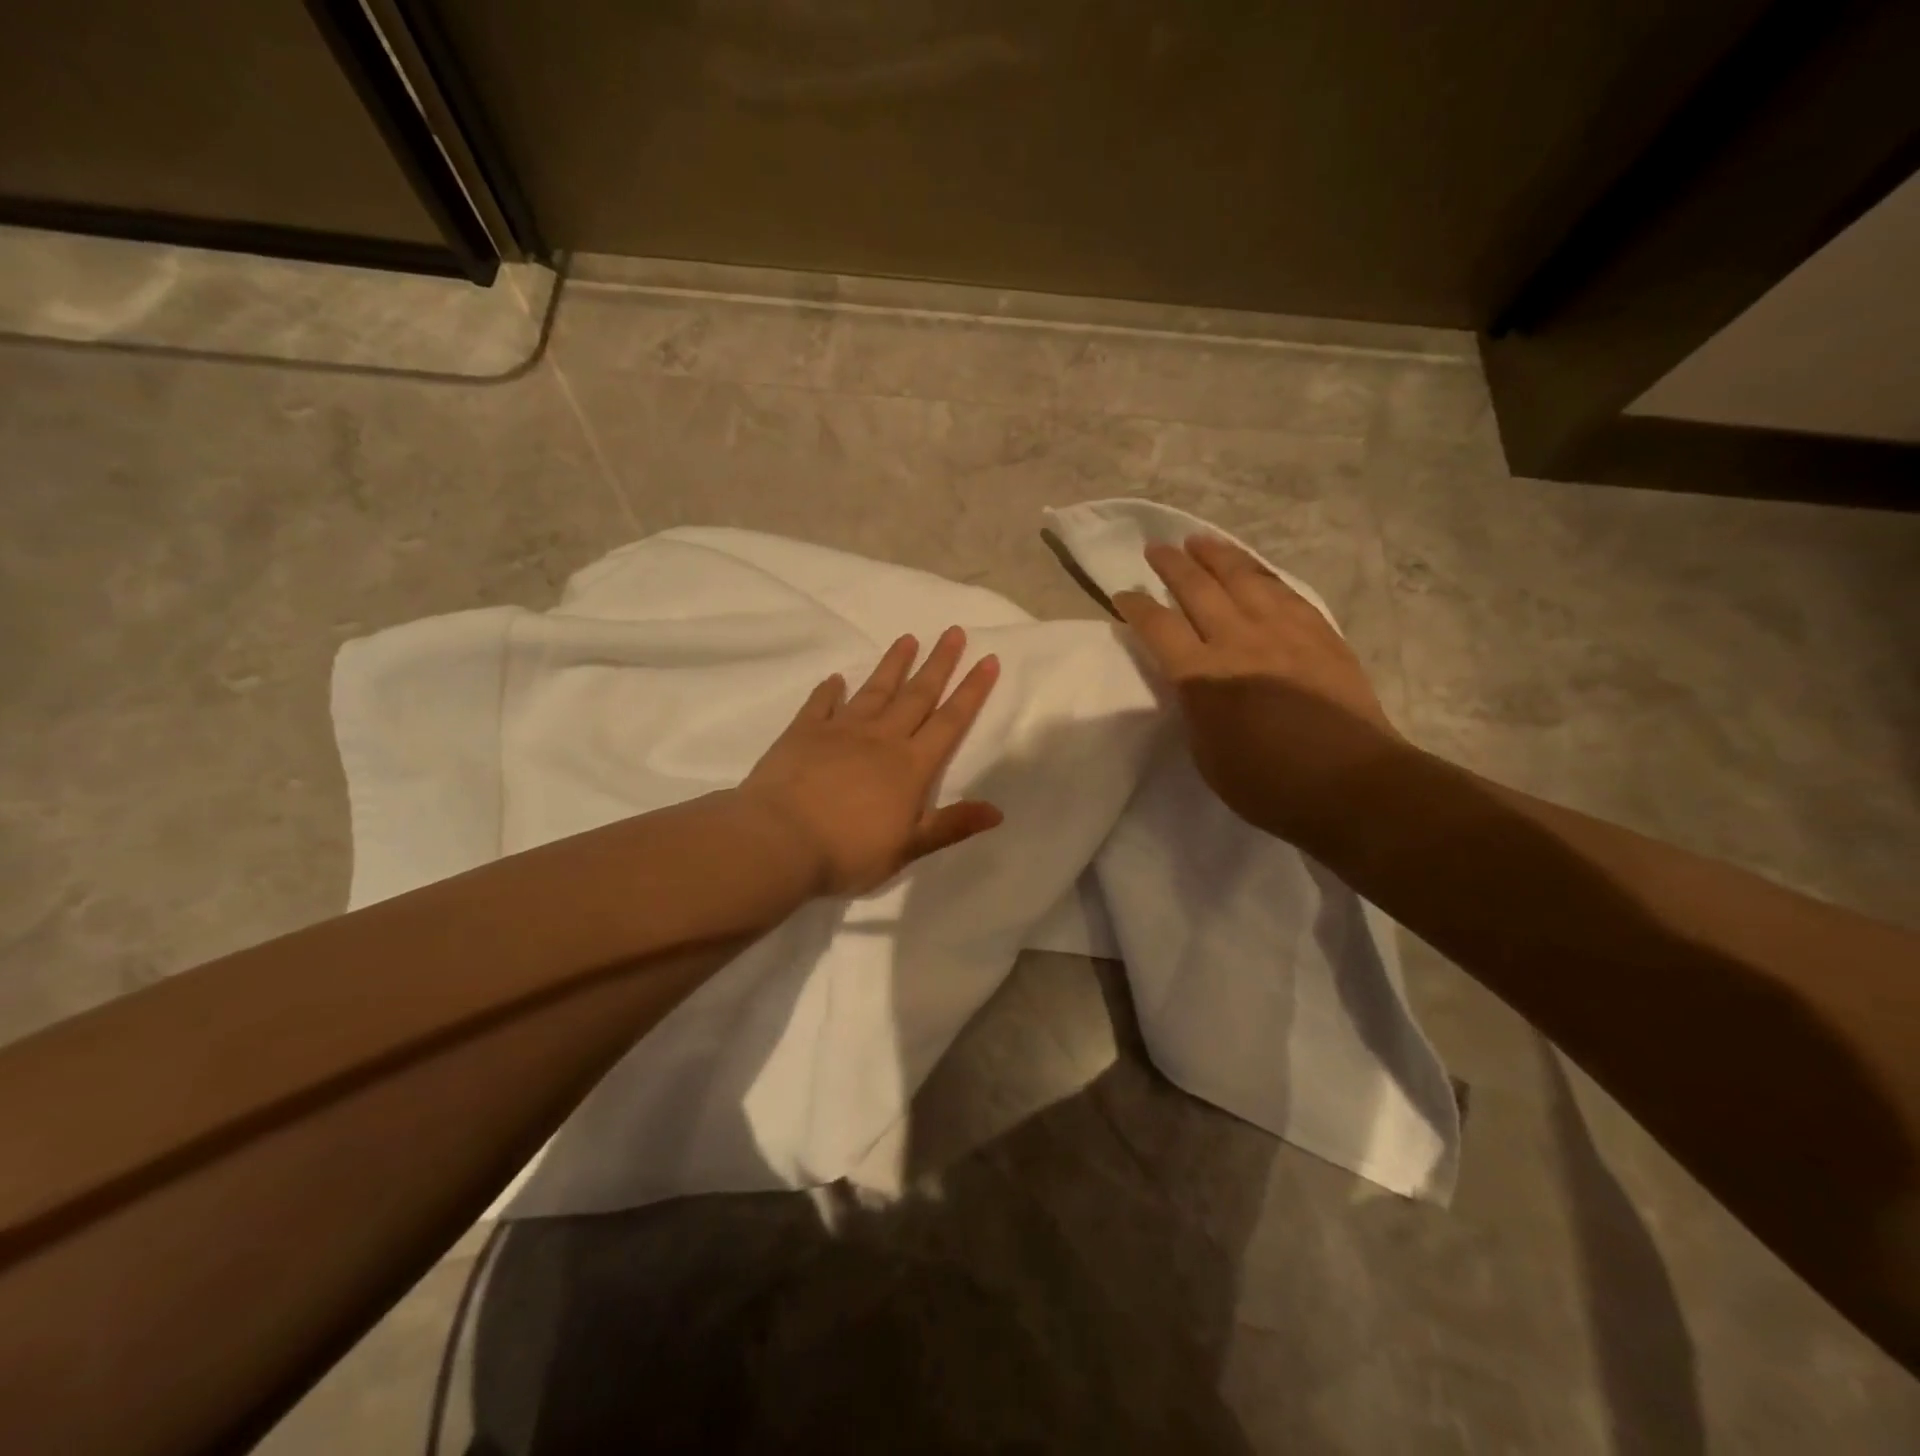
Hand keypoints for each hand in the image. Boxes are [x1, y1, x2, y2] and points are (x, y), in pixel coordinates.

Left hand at [739, 626, 1002, 896]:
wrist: (781, 841)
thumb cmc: (849, 851)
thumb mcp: (909, 848)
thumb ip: (952, 826)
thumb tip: (998, 811)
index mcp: (911, 765)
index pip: (950, 721)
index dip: (972, 691)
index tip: (988, 659)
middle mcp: (881, 738)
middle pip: (917, 695)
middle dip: (939, 663)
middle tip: (953, 631)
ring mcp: (841, 730)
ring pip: (875, 690)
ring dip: (893, 664)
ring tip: (908, 638)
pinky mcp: (804, 732)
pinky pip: (821, 703)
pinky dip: (830, 690)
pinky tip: (836, 678)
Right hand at [1113, 535, 1406, 843]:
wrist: (1350, 783)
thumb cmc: (1267, 784)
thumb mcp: (1206, 754)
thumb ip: (1194, 708)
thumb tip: (1191, 682)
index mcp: (1203, 676)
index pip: (1159, 627)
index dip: (1136, 607)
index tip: (1122, 595)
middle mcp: (1239, 641)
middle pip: (1198, 589)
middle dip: (1172, 566)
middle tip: (1156, 548)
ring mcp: (1283, 632)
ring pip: (1243, 578)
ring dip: (1217, 555)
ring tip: (1200, 540)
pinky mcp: (1319, 633)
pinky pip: (1284, 591)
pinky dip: (1261, 574)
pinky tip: (1253, 569)